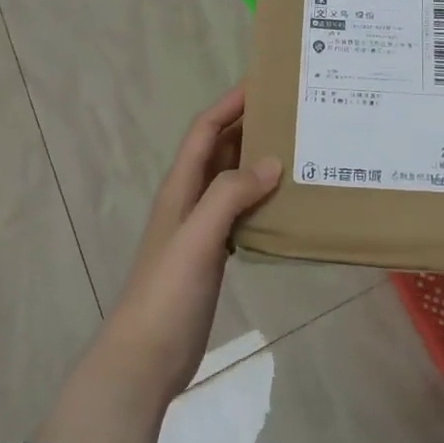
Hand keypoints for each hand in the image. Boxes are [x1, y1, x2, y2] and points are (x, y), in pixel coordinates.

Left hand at [103, 84, 282, 401]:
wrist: (145, 359)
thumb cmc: (168, 292)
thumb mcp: (198, 237)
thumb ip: (230, 195)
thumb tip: (272, 162)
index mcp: (180, 187)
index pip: (204, 130)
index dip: (229, 104)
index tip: (263, 84)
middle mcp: (189, 199)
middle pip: (219, 150)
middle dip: (249, 127)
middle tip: (292, 114)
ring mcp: (200, 228)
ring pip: (231, 181)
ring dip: (257, 162)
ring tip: (298, 151)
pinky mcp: (213, 254)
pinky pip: (240, 212)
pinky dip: (260, 199)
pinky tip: (286, 204)